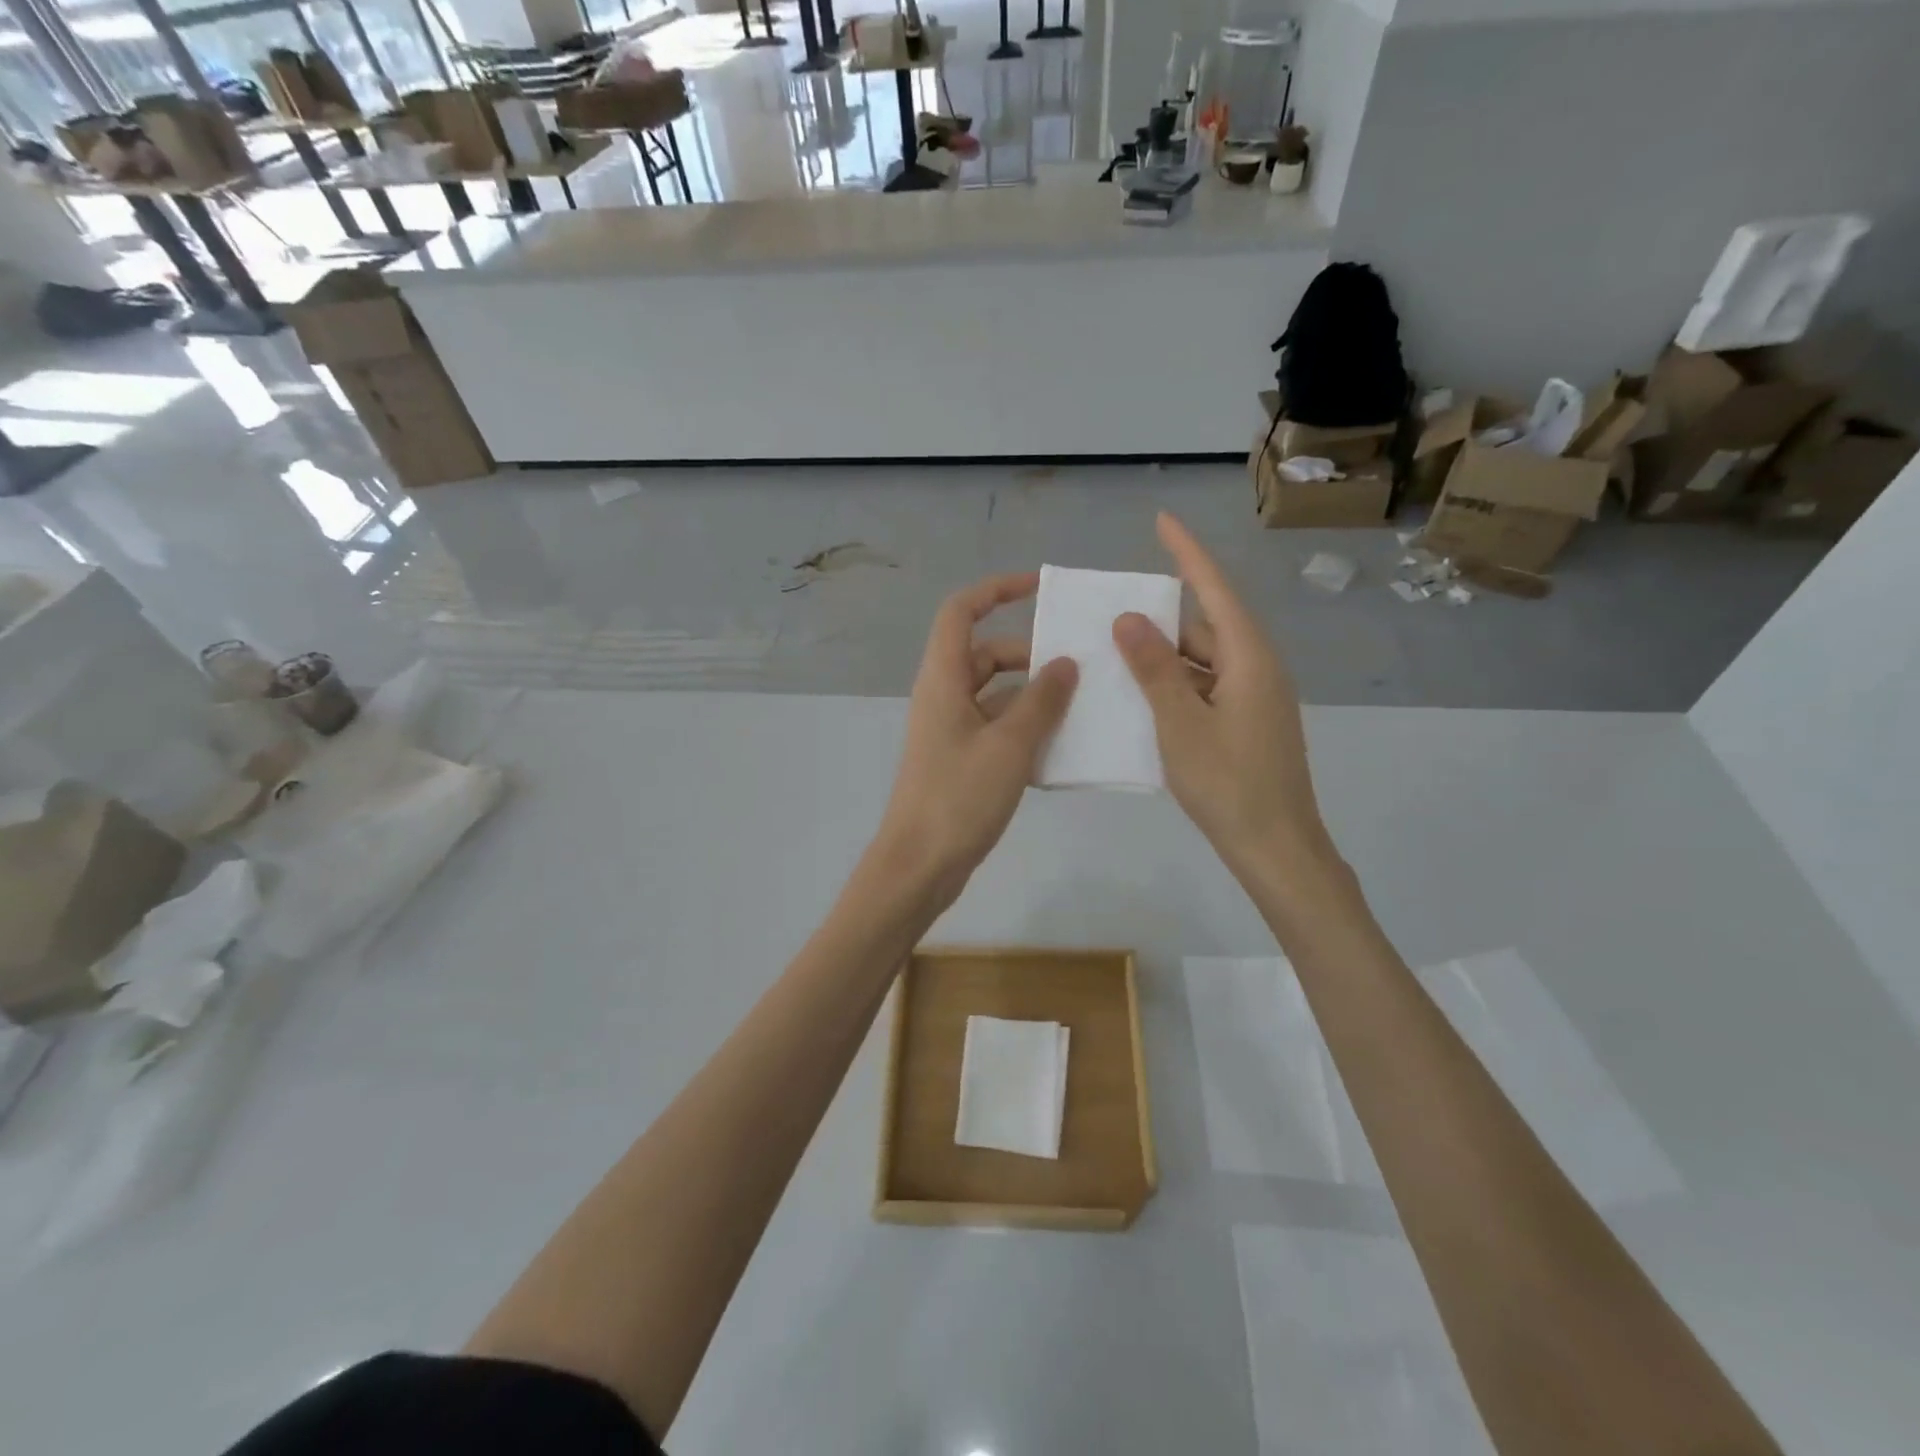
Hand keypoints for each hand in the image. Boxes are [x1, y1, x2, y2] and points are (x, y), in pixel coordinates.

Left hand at [873, 573, 1077, 905]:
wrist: (920, 864)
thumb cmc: (959, 797)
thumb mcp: (1009, 745)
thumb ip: (1041, 701)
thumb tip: (1065, 663)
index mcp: (943, 679)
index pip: (962, 612)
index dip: (997, 590)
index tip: (1040, 587)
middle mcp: (943, 696)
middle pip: (986, 654)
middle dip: (1031, 655)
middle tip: (1079, 668)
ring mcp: (950, 730)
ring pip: (996, 695)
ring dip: (1033, 696)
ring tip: (1082, 707)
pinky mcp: (960, 760)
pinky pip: (996, 728)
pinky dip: (1024, 729)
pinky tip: (1060, 748)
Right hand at [1113, 513, 1330, 873]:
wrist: (1276, 847)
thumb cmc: (1227, 784)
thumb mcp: (1180, 724)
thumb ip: (1154, 670)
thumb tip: (1128, 619)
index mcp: (1249, 659)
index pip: (1215, 591)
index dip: (1188, 554)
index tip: (1162, 521)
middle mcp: (1258, 669)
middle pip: (1207, 627)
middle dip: (1162, 619)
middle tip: (1111, 618)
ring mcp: (1256, 699)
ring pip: (1205, 661)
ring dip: (1165, 658)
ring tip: (1116, 658)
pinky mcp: (1249, 724)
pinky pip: (1208, 688)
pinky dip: (1176, 686)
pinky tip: (1143, 699)